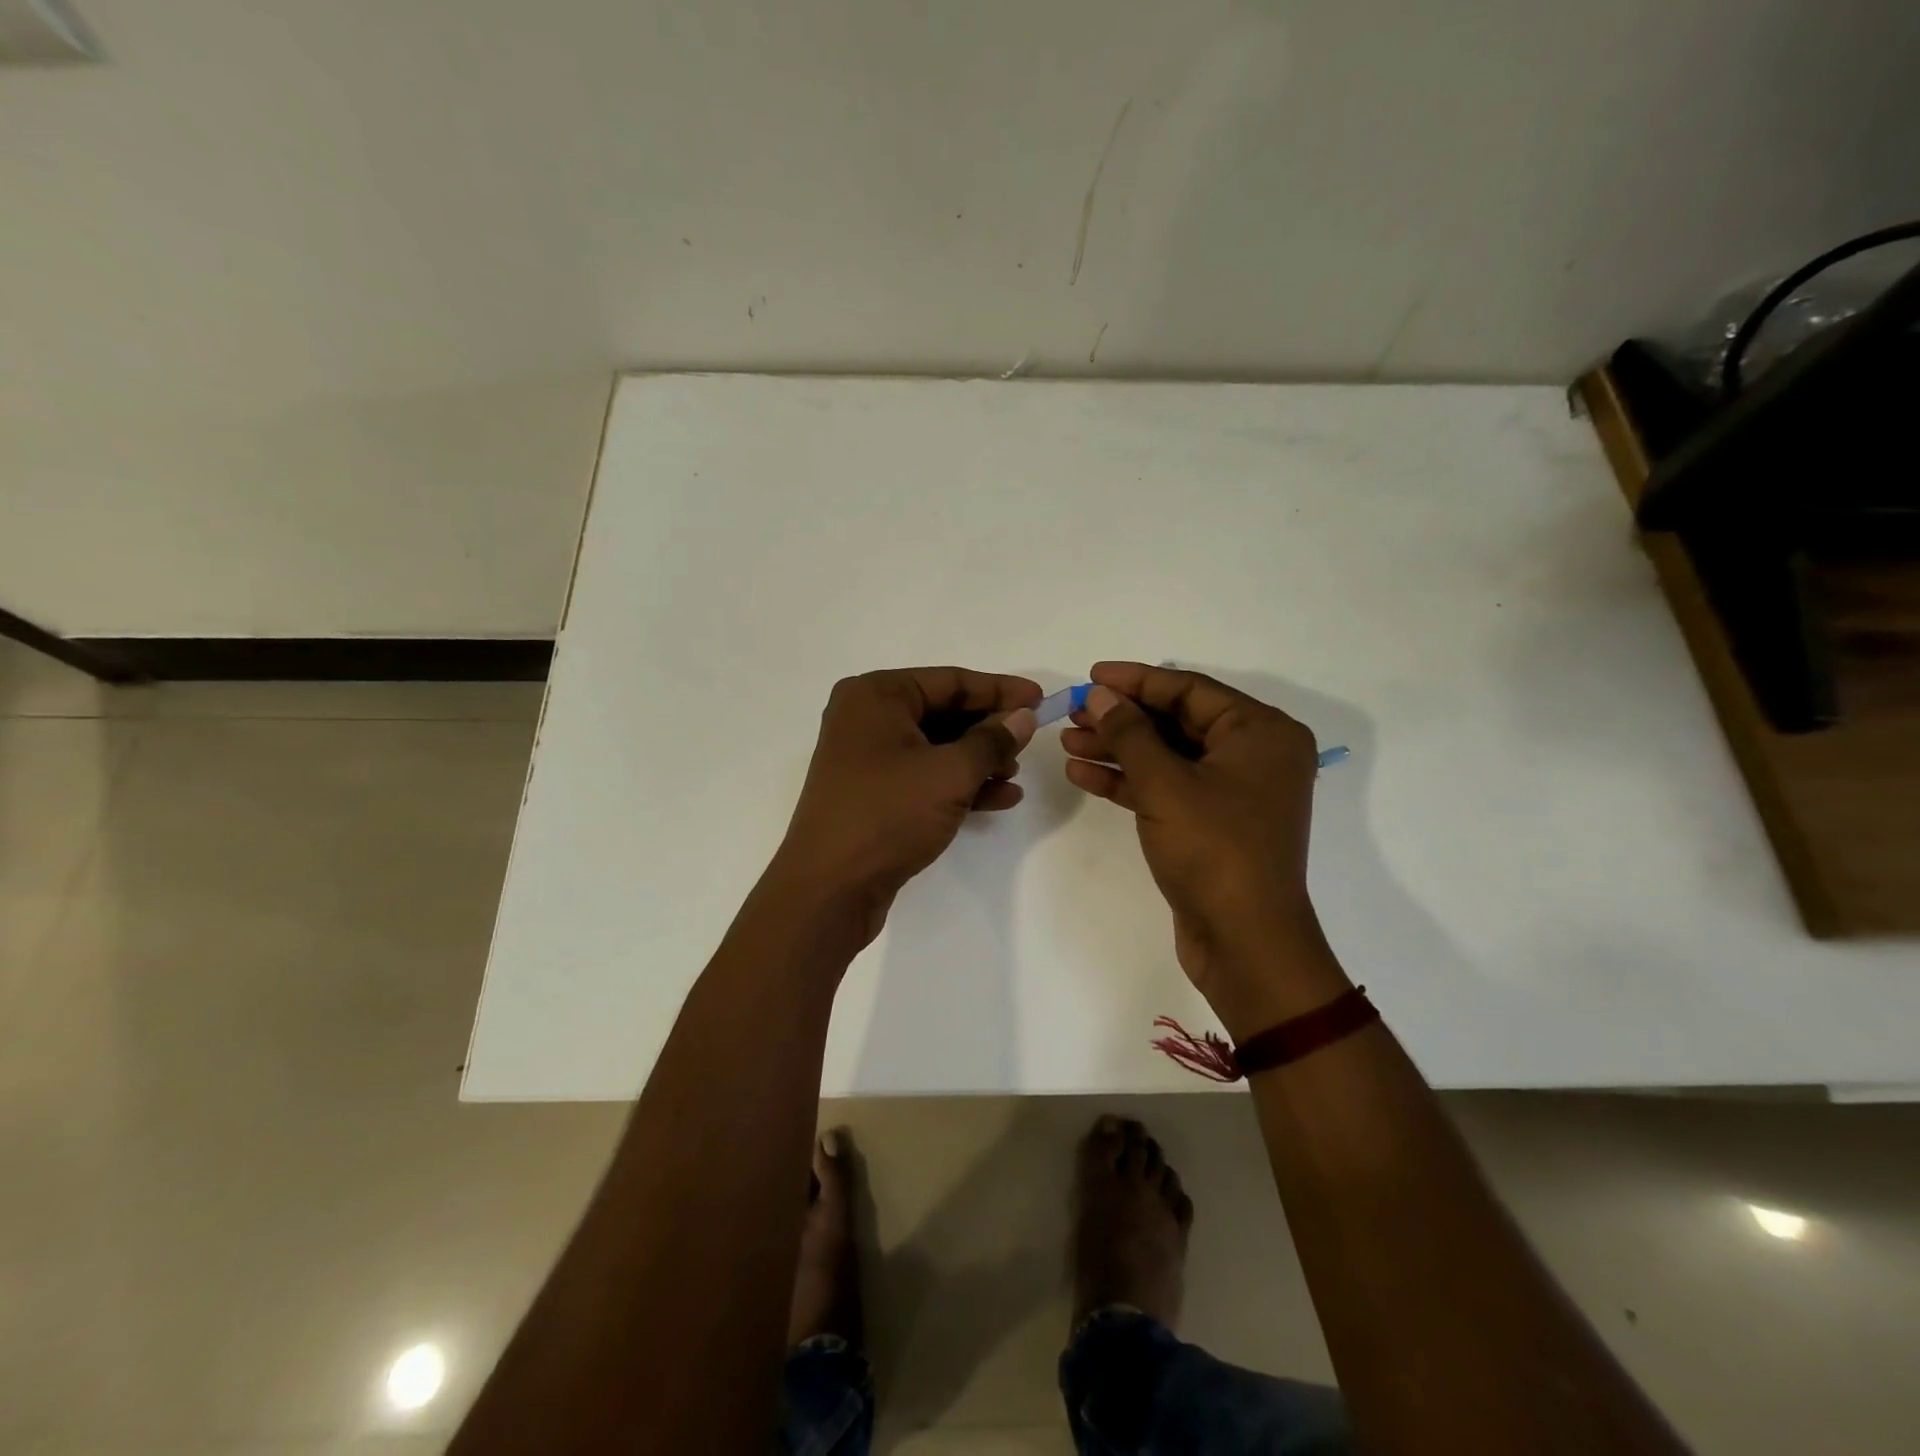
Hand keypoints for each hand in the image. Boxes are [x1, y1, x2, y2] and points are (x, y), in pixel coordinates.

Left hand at [770, 667, 1040, 945]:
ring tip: (1014, 775)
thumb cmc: (888, 814)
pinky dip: (959, 784)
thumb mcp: (950, 773)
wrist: (830, 889)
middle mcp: (867, 718)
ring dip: (978, 760)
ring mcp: (867, 758)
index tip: (1041, 699)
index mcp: (876, 695)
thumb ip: (992, 740)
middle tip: (1029, 741)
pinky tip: (999, 799)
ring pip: (936, 747)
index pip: (950, 681)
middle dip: (988, 729)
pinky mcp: (873, 793)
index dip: (999, 689)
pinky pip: (924, 776)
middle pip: (943, 712)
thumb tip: (1023, 716)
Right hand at [1061, 662, 1347, 1035]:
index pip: (1190, 690)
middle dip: (1122, 718)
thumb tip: (1099, 695)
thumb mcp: (1165, 783)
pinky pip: (1168, 787)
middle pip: (1177, 722)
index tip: (1091, 675)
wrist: (1244, 941)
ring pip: (1168, 756)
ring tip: (1068, 741)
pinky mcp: (1213, 823)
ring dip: (1119, 749)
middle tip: (1074, 712)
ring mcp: (1233, 792)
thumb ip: (1129, 732)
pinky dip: (1129, 781)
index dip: (1136, 680)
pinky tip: (1084, 773)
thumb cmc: (1213, 849)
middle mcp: (1254, 755)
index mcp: (1261, 733)